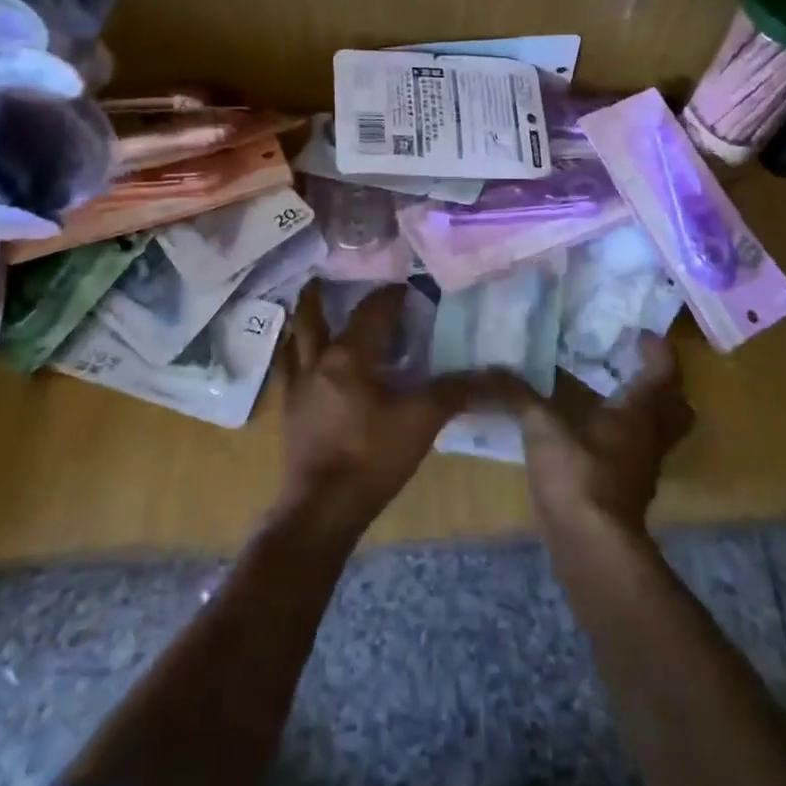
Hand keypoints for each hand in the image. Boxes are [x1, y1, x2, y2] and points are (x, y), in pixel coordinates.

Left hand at [279, 285, 506, 533]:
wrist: (321, 509)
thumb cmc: (371, 459)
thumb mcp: (421, 422)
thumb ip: (456, 392)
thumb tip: (498, 375)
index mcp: (350, 355)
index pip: (373, 310)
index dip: (392, 294)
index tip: (409, 286)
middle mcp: (318, 360)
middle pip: (316, 314)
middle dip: (327, 293)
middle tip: (336, 276)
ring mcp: (297, 385)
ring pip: (296, 337)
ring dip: (305, 318)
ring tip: (314, 303)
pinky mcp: (289, 410)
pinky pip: (287, 368)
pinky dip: (294, 352)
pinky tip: (302, 357)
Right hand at [519, 333, 693, 537]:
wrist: (593, 548)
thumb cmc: (577, 476)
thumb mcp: (542, 428)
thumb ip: (518, 396)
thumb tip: (490, 369)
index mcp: (640, 413)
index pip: (664, 373)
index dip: (657, 351)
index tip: (640, 335)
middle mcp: (650, 438)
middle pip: (677, 408)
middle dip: (665, 386)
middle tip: (636, 367)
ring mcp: (643, 469)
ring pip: (660, 434)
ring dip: (647, 413)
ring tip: (614, 397)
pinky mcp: (628, 493)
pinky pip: (638, 454)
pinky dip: (625, 439)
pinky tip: (594, 437)